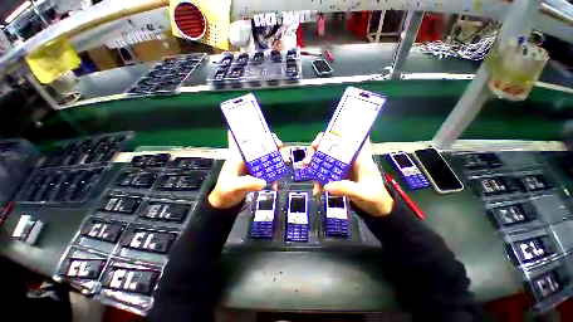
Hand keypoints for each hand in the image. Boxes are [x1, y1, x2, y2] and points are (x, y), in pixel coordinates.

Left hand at [208, 131, 288, 208]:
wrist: (225, 201)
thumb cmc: (224, 190)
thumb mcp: (232, 186)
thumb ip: (246, 183)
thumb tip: (263, 182)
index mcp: (239, 154)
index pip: (249, 138)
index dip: (260, 134)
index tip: (272, 138)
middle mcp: (248, 156)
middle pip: (264, 145)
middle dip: (276, 147)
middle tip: (284, 155)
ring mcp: (254, 164)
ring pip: (270, 156)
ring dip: (279, 160)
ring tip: (285, 164)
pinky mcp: (259, 172)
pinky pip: (270, 170)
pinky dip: (275, 175)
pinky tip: (275, 184)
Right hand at [303, 133, 393, 216]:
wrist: (377, 208)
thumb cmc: (375, 197)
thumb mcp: (364, 193)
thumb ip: (347, 189)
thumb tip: (326, 186)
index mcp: (359, 157)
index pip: (348, 139)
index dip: (335, 134)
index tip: (321, 139)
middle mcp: (348, 159)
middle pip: (331, 147)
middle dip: (317, 149)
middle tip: (309, 157)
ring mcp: (342, 167)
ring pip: (325, 159)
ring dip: (314, 162)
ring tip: (306, 168)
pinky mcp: (337, 176)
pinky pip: (325, 173)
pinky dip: (318, 179)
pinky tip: (316, 189)